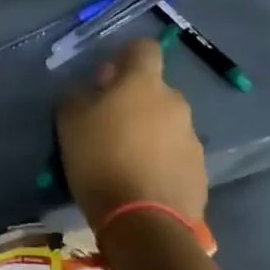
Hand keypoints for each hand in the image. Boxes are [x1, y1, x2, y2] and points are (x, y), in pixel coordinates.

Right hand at [56, 37, 207, 227]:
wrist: (143, 222)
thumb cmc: (100, 159)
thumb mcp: (69, 120)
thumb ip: (81, 94)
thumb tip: (95, 88)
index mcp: (143, 83)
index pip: (144, 48)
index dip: (127, 56)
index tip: (109, 76)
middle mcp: (175, 103)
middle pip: (155, 90)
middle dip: (136, 101)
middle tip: (111, 125)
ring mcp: (192, 138)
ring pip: (167, 124)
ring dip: (150, 132)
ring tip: (126, 159)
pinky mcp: (201, 172)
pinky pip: (176, 155)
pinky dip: (161, 161)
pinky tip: (142, 182)